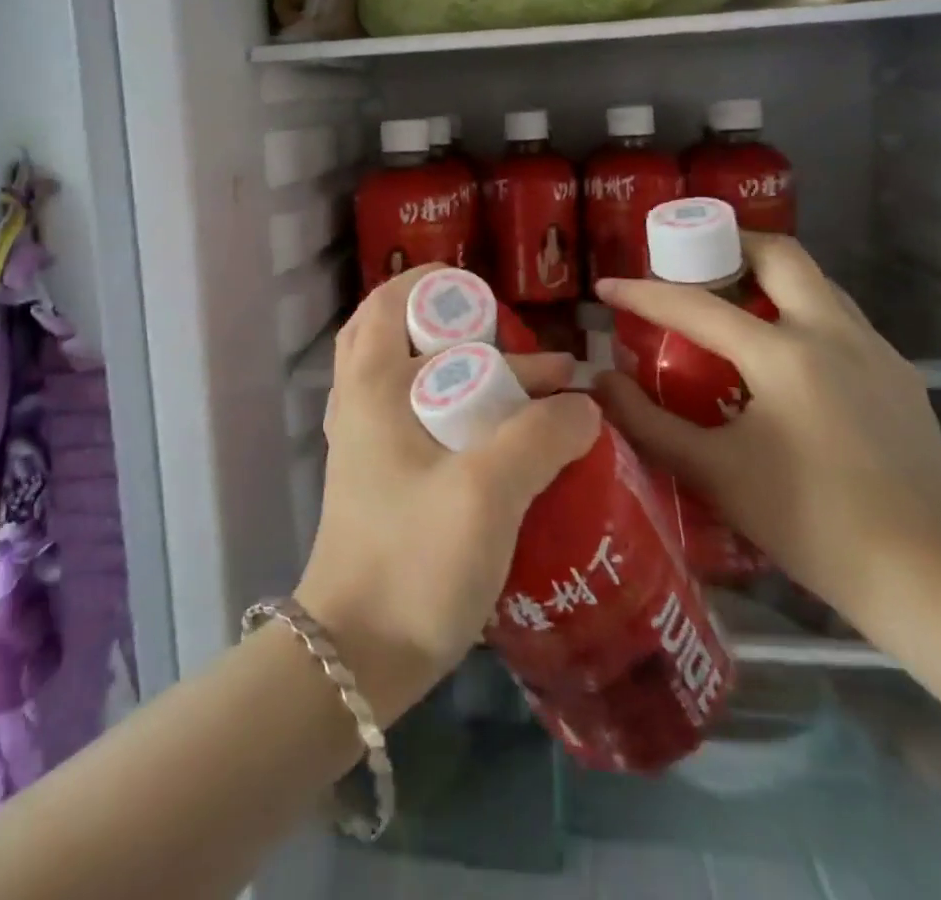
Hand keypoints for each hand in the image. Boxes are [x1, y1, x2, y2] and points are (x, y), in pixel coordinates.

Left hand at [295, 266, 599, 722]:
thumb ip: (540, 437)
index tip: (488, 295)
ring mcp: (366, 444)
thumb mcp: (488, 491)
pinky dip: (460, 414)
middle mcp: (360, 403)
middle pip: (403, 338)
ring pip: (415, 382)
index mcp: (372, 384)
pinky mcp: (381, 480)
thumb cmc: (413, 558)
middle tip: (517, 348)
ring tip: (535, 394)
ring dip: (468, 376)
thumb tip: (584, 403)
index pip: (391, 302)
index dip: (435, 286)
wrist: (356, 655)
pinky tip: (508, 443)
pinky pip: (420, 422)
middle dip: (461, 332)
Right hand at [592, 236, 940, 635]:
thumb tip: (601, 382)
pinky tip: (782, 359)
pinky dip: (800, 313)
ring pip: (816, 282)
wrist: (929, 577)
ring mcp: (876, 351)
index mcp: (784, 355)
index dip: (643, 293)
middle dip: (728, 246)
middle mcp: (835, 334)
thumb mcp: (713, 473)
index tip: (606, 285)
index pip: (696, 305)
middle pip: (779, 254)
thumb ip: (647, 422)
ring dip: (768, 278)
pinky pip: (841, 318)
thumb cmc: (810, 522)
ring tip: (731, 306)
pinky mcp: (900, 375)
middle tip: (689, 268)